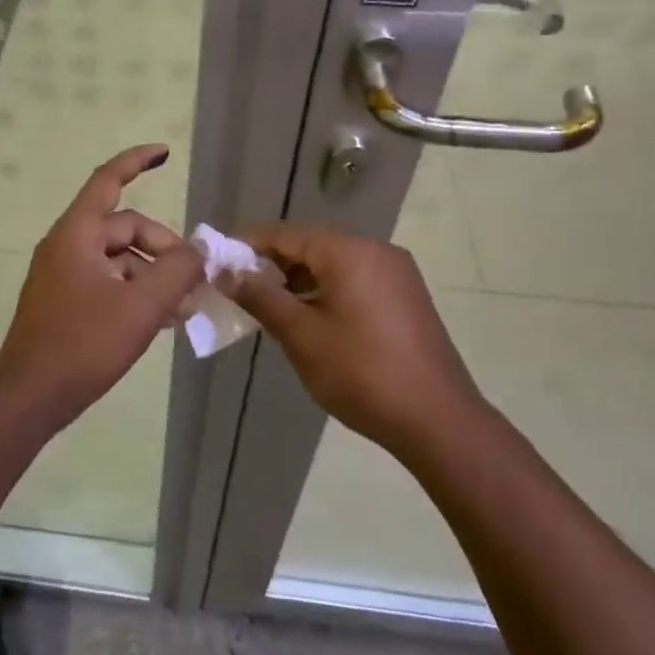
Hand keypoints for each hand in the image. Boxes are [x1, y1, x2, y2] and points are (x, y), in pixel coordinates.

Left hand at [0, 145, 204, 427]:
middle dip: (164, 248)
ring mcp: (64, 275)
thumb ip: (176, 271)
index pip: (108, 180)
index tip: (165, 152)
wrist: (29, 397)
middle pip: (124, 228)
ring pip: (120, 260)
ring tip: (186, 308)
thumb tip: (199, 248)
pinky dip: (136, 292)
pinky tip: (163, 319)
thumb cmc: (82, 345)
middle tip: (195, 281)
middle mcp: (67, 246)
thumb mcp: (140, 307)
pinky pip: (109, 283)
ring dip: (154, 275)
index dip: (136, 161)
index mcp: (77, 234)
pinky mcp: (66, 302)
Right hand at [223, 224, 482, 450]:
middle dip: (271, 263)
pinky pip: (354, 279)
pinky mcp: (405, 297)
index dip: (248, 244)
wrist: (438, 421)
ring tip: (266, 304)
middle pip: (310, 245)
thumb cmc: (361, 373)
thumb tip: (225, 272)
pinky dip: (324, 289)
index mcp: (349, 252)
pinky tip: (306, 316)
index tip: (216, 260)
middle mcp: (375, 251)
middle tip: (236, 286)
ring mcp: (395, 273)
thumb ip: (260, 297)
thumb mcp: (301, 335)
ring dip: (297, 278)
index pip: (286, 234)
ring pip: (332, 263)